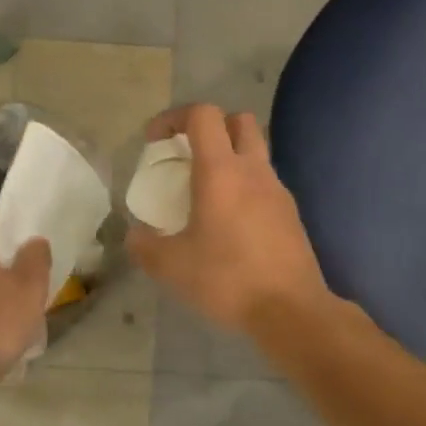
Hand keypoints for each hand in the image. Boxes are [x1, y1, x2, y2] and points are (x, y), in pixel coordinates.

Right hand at [127, 104, 332, 333]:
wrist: (291, 310)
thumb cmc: (228, 280)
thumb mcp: (172, 267)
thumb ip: (145, 246)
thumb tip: (135, 235)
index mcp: (221, 171)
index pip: (203, 115)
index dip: (174, 117)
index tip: (155, 141)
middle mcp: (253, 170)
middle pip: (238, 121)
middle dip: (210, 127)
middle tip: (188, 155)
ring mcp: (277, 189)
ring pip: (255, 151)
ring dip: (230, 156)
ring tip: (207, 190)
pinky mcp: (290, 212)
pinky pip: (265, 182)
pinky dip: (245, 185)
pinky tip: (231, 221)